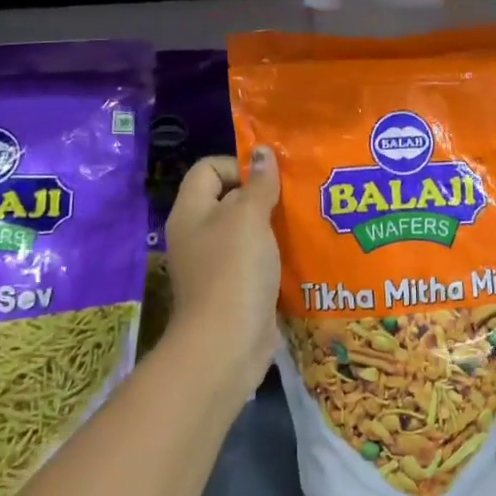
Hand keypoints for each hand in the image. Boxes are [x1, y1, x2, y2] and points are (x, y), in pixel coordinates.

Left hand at [162, 149, 281, 395]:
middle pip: (229, 199)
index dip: (238, 166)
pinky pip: (256, 260)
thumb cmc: (233, 270)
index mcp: (191, 211)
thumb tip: (263, 152)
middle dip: (263, 195)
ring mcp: (215, 264)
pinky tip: (301, 253)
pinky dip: (275, 255)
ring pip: (246, 231)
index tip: (270, 179)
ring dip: (273, 225)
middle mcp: (198, 234)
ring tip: (304, 221)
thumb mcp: (248, 217)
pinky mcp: (235, 289)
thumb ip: (258, 183)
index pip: (208, 168)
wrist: (227, 344)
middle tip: (296, 197)